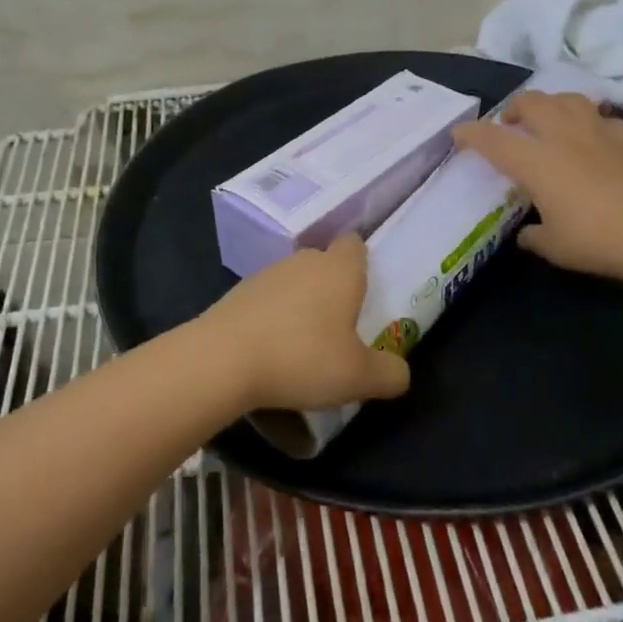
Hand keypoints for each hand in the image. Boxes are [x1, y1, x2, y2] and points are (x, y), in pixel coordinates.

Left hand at [195, 235, 410, 412]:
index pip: (355, 244)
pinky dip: (273, 318)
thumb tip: (400, 372)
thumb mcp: (359, 377)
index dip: (362, 262)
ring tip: (304, 345)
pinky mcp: (237, 293)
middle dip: (333, 288)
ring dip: (301, 305)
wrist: (221, 360)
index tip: (365, 291)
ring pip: (294, 281)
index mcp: (340, 270)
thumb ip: (389, 374)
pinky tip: (271, 351)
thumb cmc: (302, 358)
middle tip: (340, 328)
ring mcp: (266, 274)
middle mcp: (304, 261)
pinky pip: (267, 300)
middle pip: (324, 263)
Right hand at [452, 92, 622, 283]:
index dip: (472, 134)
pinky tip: (592, 137)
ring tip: (548, 120)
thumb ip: (533, 235)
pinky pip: (602, 117)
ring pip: (567, 98)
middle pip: (531, 102)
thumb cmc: (596, 240)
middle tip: (510, 125)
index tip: (459, 134)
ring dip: (550, 104)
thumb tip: (526, 233)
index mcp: (536, 161)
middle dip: (513, 108)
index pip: (493, 139)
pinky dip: (589, 121)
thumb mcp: (553, 246)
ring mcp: (598, 131)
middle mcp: (563, 136)